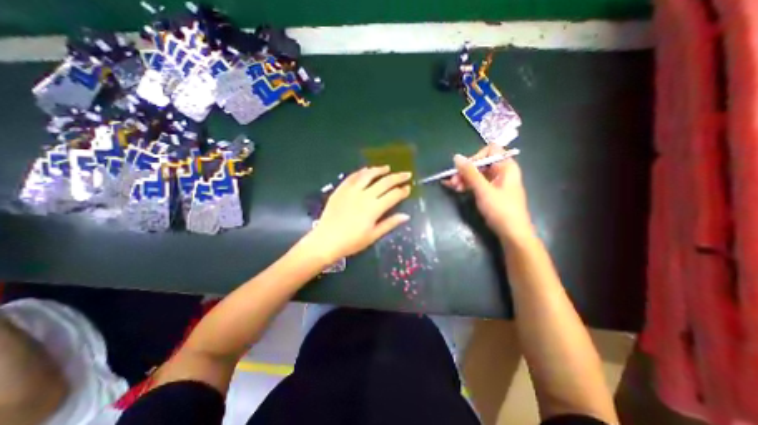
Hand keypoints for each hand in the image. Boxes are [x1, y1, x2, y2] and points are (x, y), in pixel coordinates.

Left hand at [310, 166, 412, 262]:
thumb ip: (390, 223)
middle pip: (385, 182)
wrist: (326, 241)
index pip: (393, 195)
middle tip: (406, 174)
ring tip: (387, 168)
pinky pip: (353, 177)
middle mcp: (365, 195)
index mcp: (374, 208)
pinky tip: (366, 170)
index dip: (403, 191)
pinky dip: (361, 172)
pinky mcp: (341, 189)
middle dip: (398, 177)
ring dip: (379, 170)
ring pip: (368, 175)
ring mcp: (351, 190)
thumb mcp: (373, 235)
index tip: (408, 188)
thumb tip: (406, 216)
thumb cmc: (352, 242)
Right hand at [443, 144, 535, 243]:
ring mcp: (495, 183)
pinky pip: (476, 184)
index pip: (490, 150)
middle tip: (453, 180)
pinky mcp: (490, 193)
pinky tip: (455, 188)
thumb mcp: (483, 190)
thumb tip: (457, 157)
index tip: (464, 168)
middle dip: (465, 170)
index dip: (476, 157)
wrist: (512, 233)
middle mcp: (501, 172)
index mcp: (506, 167)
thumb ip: (470, 173)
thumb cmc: (501, 209)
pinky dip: (466, 185)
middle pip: (481, 163)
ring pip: (476, 174)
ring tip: (452, 187)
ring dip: (463, 179)